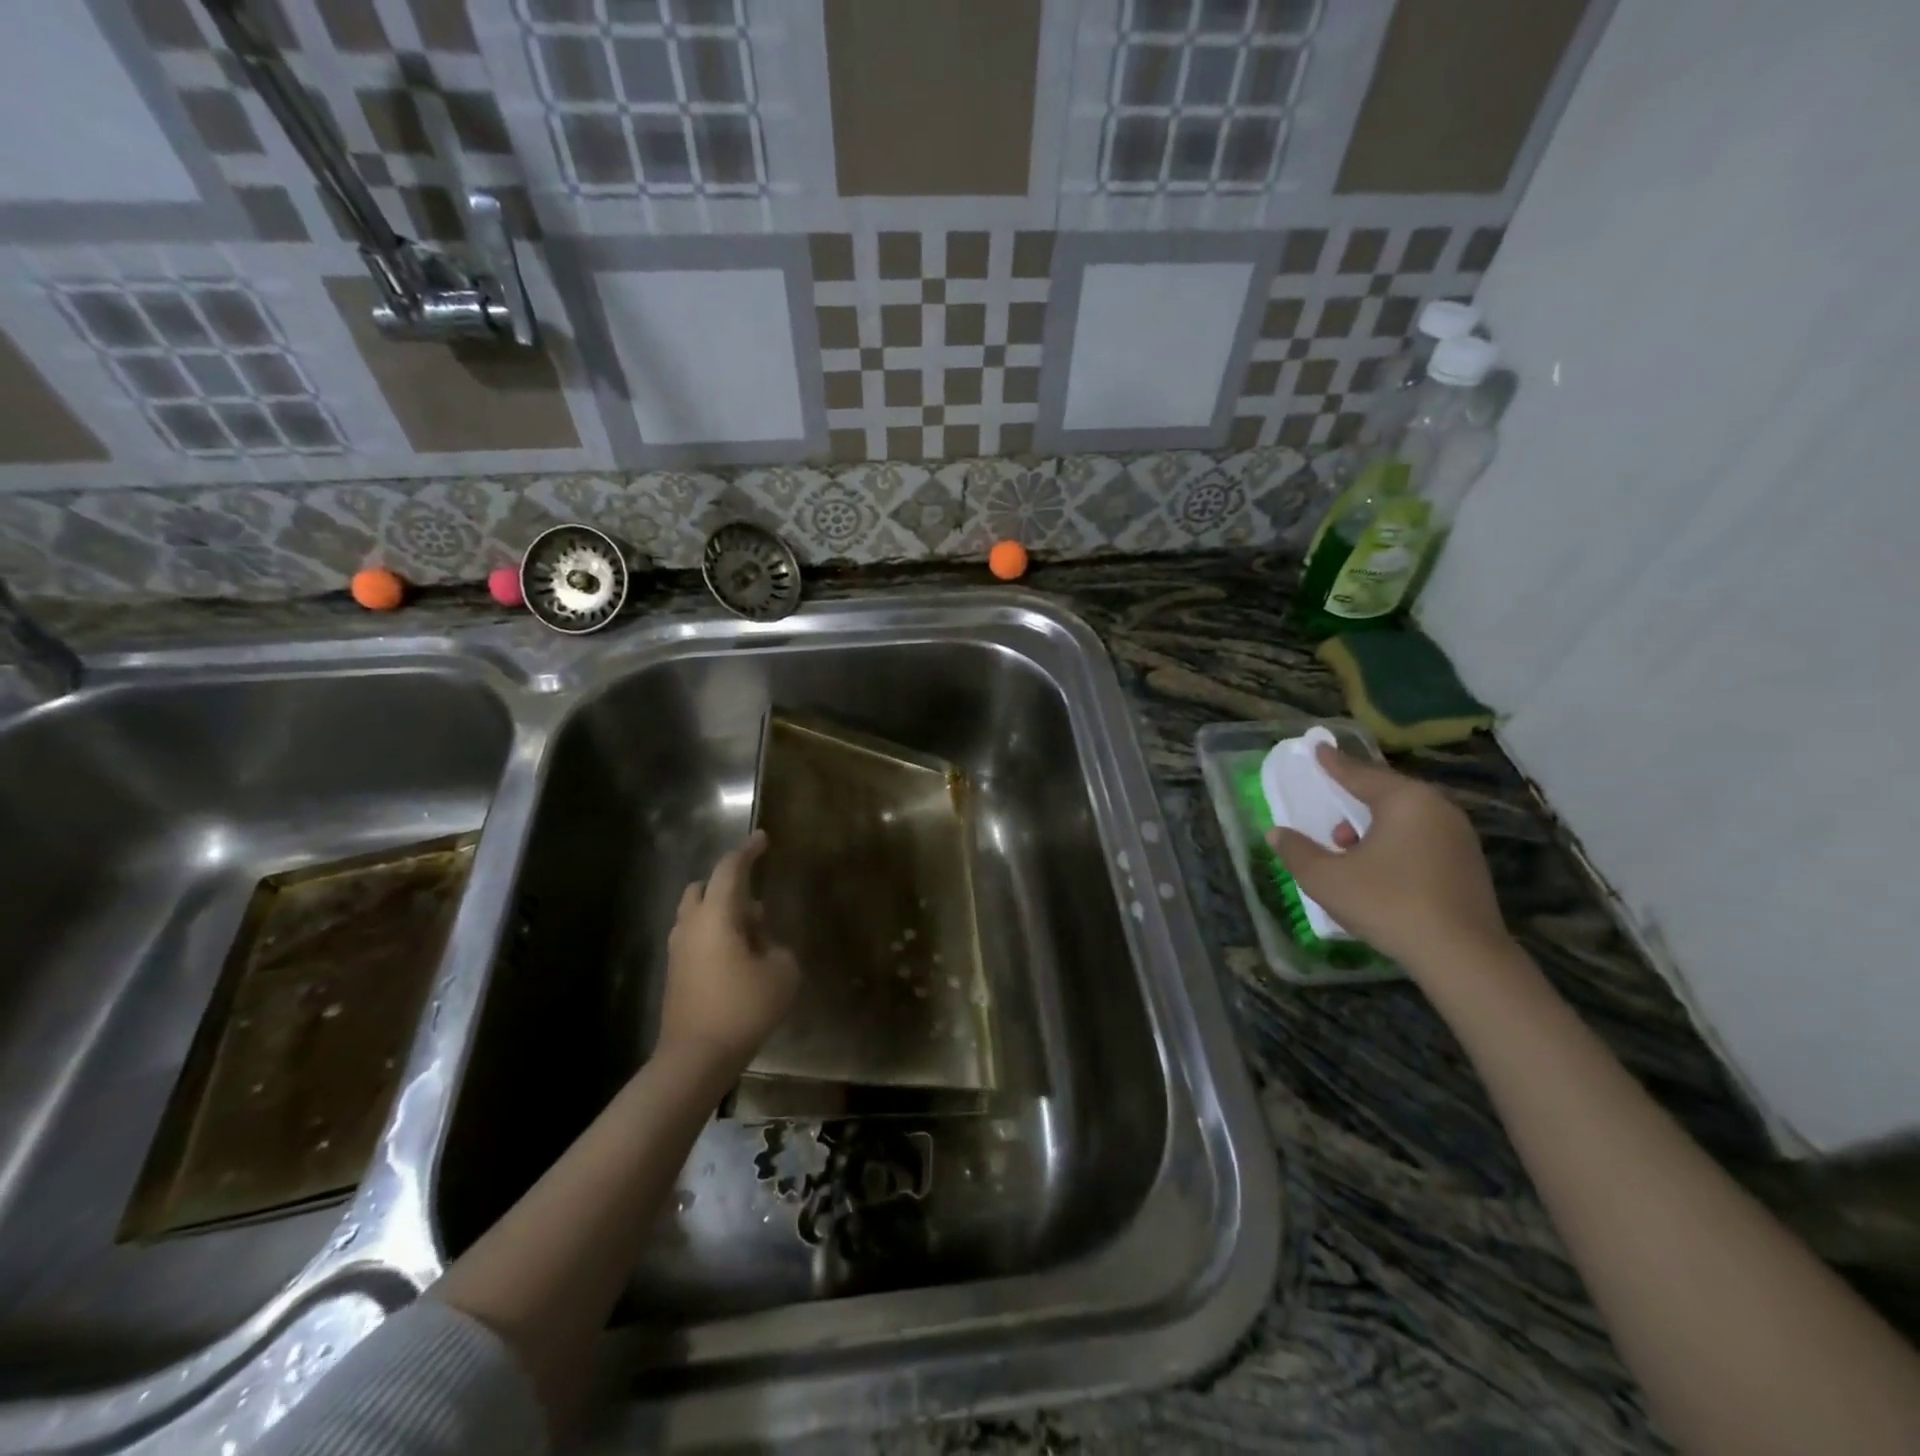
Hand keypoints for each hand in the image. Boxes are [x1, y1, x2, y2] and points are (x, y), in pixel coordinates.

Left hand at [660, 831, 799, 1073]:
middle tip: (757, 901)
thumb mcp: (782, 973)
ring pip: (696, 914)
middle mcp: (691, 924)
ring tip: (751, 934)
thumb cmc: (743, 1008)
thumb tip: (765, 945)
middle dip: (729, 885)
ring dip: (721, 913)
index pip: (730, 869)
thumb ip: (778, 948)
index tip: (762, 839)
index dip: (748, 851)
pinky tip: (737, 959)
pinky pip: (694, 938)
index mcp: (717, 914)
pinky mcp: (675, 973)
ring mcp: (678, 950)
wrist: (695, 1058)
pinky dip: (714, 935)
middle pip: (704, 887)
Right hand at [1266, 745, 1509, 974]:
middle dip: (1354, 798)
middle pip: (1386, 793)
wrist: (1461, 955)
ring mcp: (1459, 836)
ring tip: (1346, 844)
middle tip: (1330, 798)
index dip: (1333, 764)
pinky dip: (1395, 842)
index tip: (1318, 748)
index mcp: (1404, 800)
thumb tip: (1276, 834)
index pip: (1359, 774)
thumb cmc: (1387, 903)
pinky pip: (1421, 838)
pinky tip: (1378, 867)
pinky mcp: (1468, 864)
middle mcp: (1437, 809)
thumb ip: (1297, 852)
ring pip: (1406, 818)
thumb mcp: (1326, 878)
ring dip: (1373, 825)